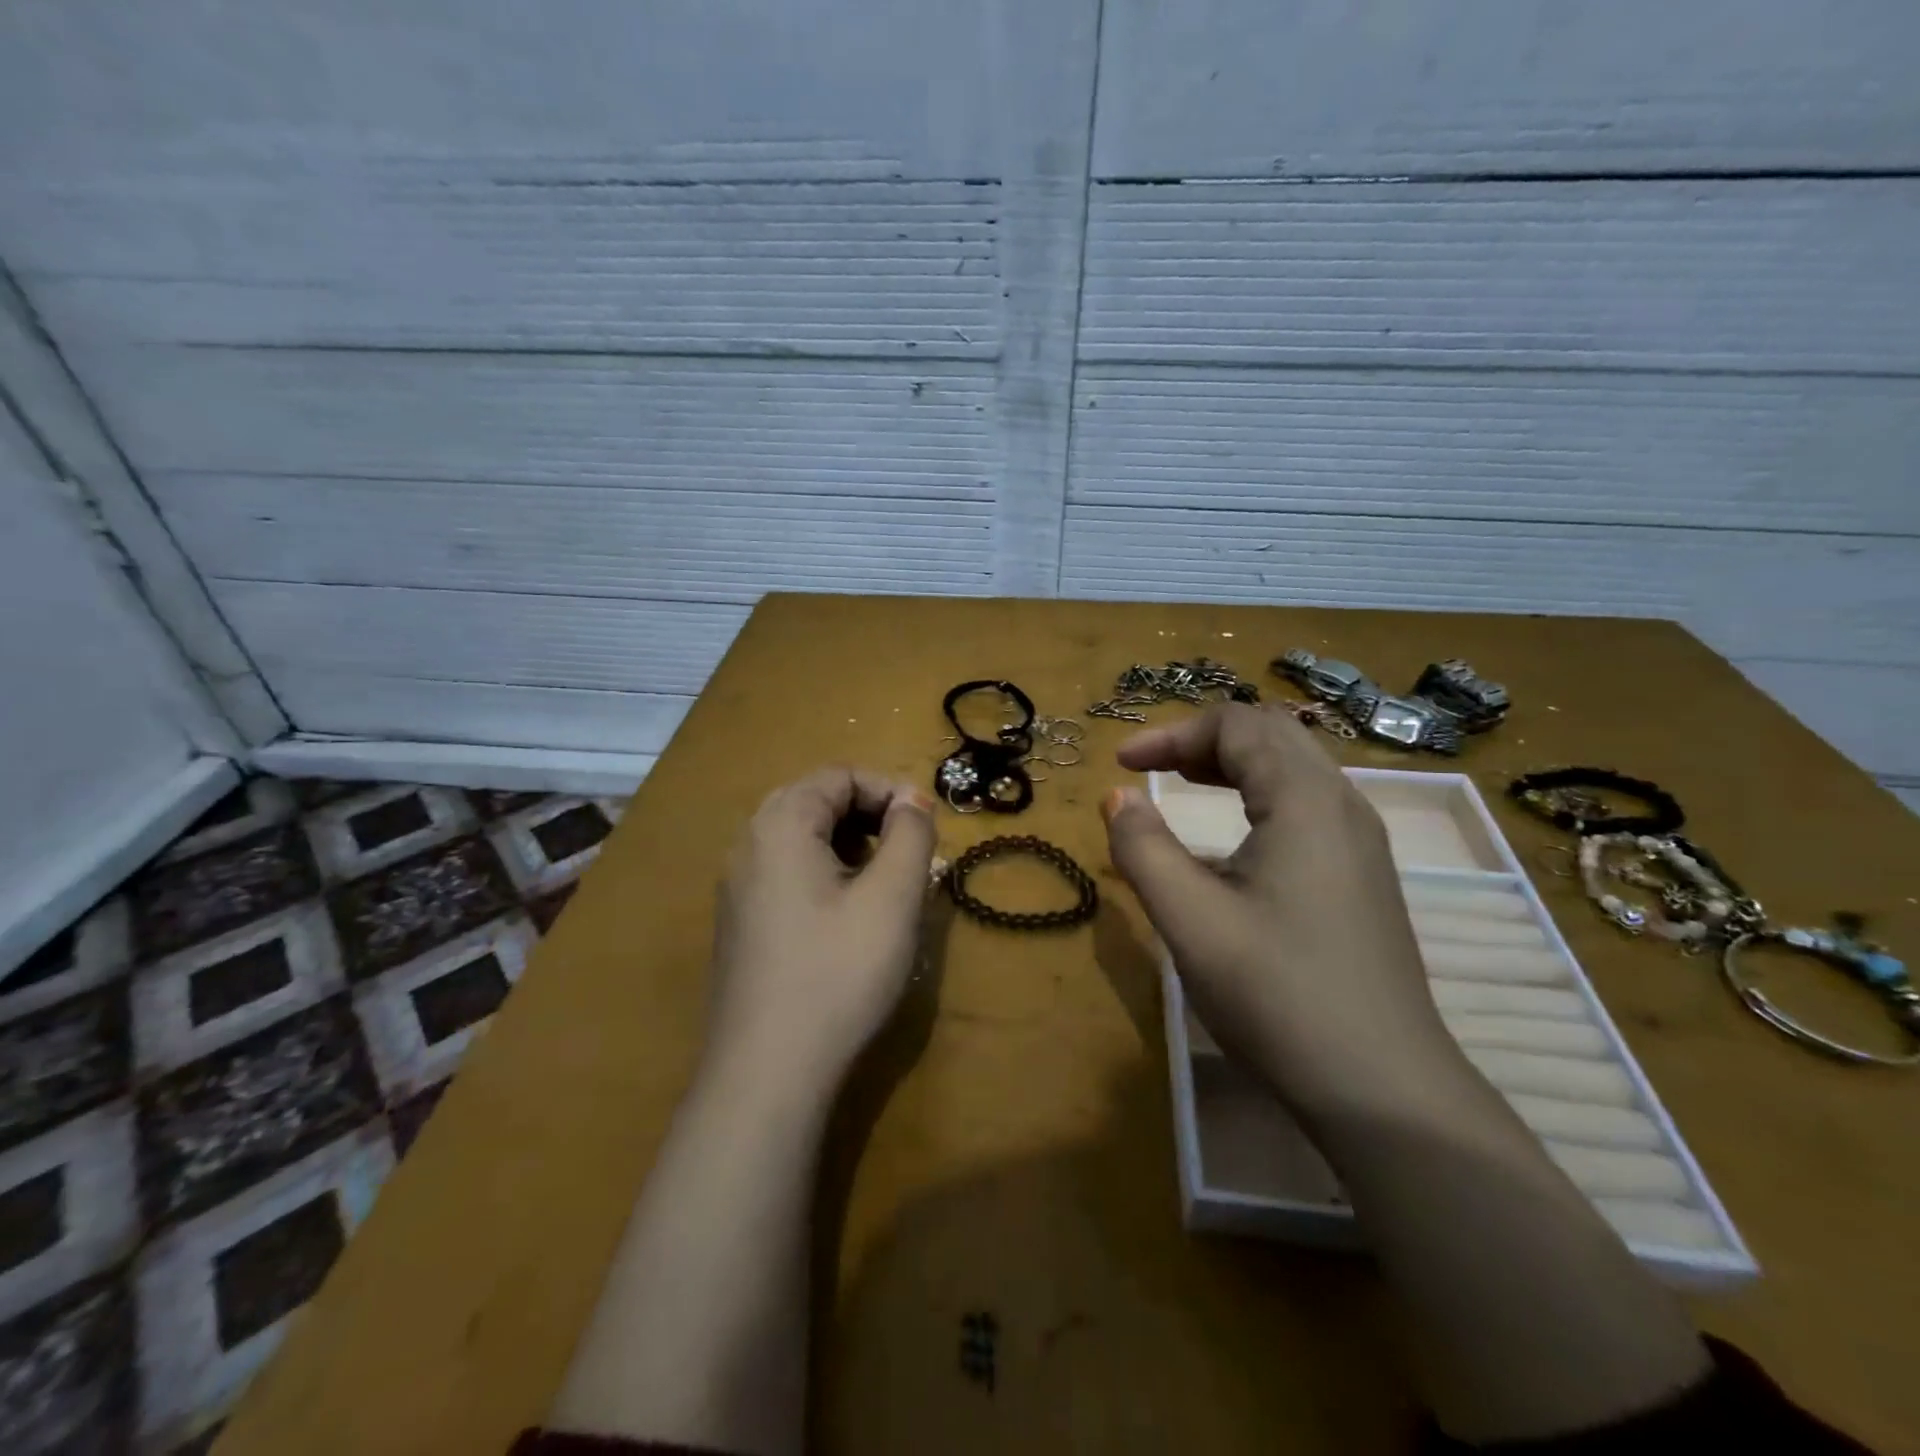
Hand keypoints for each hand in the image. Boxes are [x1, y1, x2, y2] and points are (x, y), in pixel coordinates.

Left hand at [706, 767, 936, 1100]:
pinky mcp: (741, 923)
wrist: (766, 1072)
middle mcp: (749, 844)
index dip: (890, 789)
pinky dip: (827, 873)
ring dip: (852, 845)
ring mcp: (738, 886)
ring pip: (802, 839)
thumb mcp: (892, 898)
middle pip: (817, 801)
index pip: (839, 775)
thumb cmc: (838, 973)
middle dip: (871, 816)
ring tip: (888, 883)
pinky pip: (787, 873)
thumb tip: (912, 800)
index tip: (928, 825)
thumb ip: (910, 835)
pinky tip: (851, 916)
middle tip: (910, 851)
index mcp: (780, 824)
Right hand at [1103, 704, 1467, 1124]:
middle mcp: (1342, 803)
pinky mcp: (1364, 874)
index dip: (1171, 734)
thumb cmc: (1278, 995)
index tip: (1121, 764)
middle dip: (1202, 739)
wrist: (1384, 1088)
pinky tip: (1235, 837)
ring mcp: (1362, 840)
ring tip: (1184, 784)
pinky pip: (1308, 803)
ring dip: (1233, 763)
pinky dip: (1260, 793)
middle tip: (1151, 768)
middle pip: (1270, 734)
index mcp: (1304, 800)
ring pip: (1294, 767)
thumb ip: (1143, 848)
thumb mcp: (1190, 920)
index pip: (1236, 726)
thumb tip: (1116, 796)